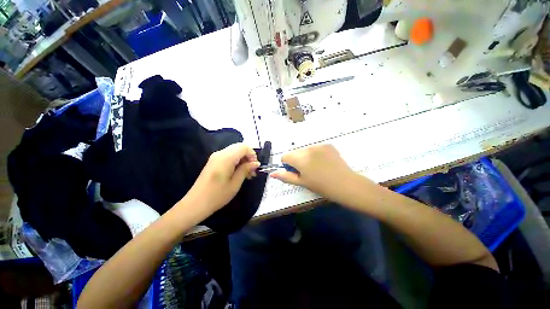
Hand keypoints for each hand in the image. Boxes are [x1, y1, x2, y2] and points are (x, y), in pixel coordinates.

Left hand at [185, 143, 259, 213]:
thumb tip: (256, 163)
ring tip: (248, 174)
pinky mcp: (214, 161)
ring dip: (243, 160)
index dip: (252, 154)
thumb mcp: (235, 183)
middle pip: (239, 147)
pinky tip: (239, 173)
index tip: (255, 167)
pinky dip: (237, 162)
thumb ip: (246, 169)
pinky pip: (229, 156)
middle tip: (252, 171)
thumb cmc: (217, 196)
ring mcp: (216, 157)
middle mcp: (220, 153)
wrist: (196, 204)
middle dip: (248, 157)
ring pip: (235, 151)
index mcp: (226, 158)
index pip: (244, 147)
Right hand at [271, 144, 365, 202]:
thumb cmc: (321, 186)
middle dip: (297, 160)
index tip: (296, 172)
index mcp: (300, 159)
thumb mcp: (302, 183)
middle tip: (308, 171)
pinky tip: (324, 162)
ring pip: (304, 150)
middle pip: (295, 152)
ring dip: (306, 156)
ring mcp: (319, 145)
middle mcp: (308, 148)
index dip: (288, 165)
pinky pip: (315, 148)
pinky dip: (315, 154)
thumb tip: (272, 173)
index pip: (284, 157)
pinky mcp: (328, 145)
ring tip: (317, 167)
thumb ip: (285, 177)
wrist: (346, 184)